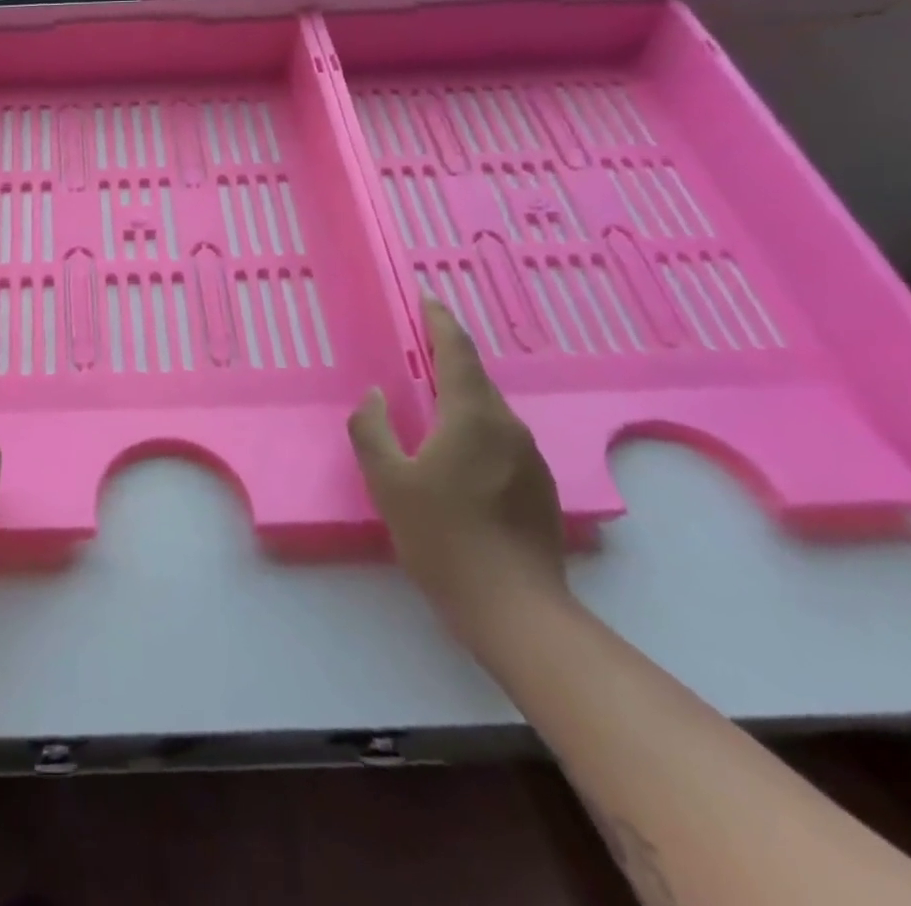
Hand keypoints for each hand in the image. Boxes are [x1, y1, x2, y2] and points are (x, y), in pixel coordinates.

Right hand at [349, 299, 567, 644]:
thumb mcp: (388, 481)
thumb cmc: (443, 538)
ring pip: (488, 411)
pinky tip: (453, 453)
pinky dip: (472, 427)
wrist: (516, 611)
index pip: (456, 352)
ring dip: (458, 396)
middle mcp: (508, 427)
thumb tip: (375, 396)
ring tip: (428, 400)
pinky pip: (499, 438)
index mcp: (473, 417)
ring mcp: (530, 459)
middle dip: (446, 357)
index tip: (426, 298)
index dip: (439, 321)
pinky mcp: (539, 487)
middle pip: (474, 378)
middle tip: (414, 347)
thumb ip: (372, 429)